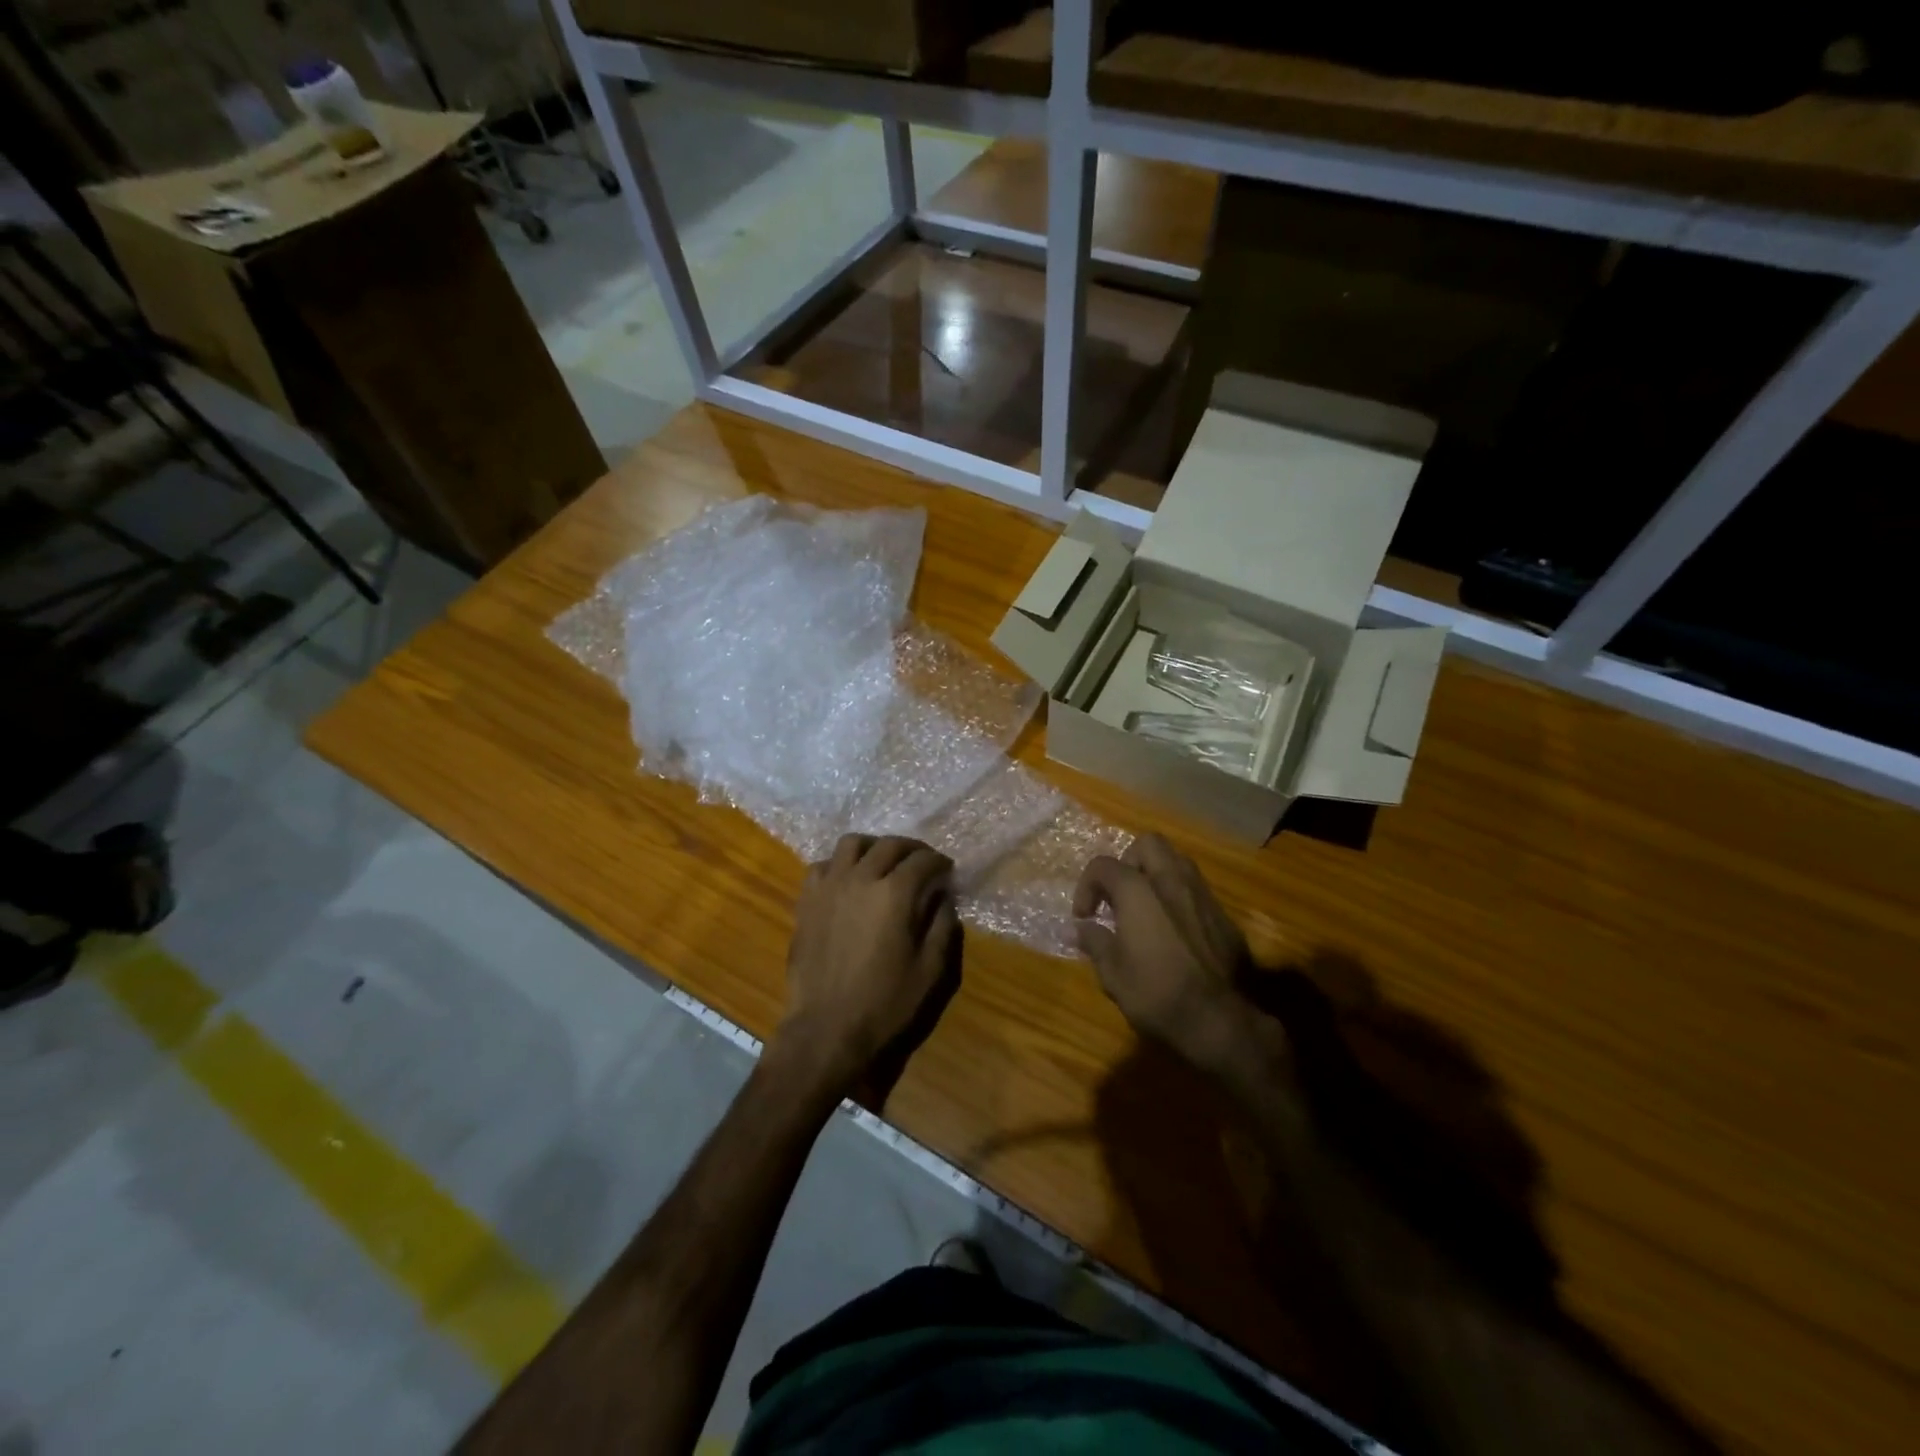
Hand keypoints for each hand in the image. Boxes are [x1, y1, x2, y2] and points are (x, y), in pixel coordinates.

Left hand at [773, 834, 961, 1104]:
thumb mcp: (931, 970)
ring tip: (883, 862)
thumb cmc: (886, 1004)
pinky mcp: (806, 901)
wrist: (827, 1031)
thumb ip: (942, 925)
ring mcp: (828, 887)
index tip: (947, 870)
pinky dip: (839, 865)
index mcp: (895, 893)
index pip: (923, 860)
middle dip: (911, 849)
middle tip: (922, 862)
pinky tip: (848, 881)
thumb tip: (943, 897)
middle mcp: (860, 878)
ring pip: (851, 844)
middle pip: (889, 845)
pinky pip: (822, 866)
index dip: (939, 861)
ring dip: (873, 847)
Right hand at [1073, 834, 1266, 1076]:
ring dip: (1156, 875)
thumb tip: (1080, 928)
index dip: (1086, 887)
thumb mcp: (1112, 973)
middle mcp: (1172, 881)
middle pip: (1148, 844)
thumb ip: (1095, 941)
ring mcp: (1203, 896)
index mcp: (1138, 890)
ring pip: (1177, 861)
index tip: (1085, 917)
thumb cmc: (1156, 994)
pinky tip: (1173, 931)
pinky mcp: (1224, 917)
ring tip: (1144, 907)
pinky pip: (1196, 890)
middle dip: (1128, 861)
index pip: (1103, 866)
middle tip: (1119, 895)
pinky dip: (1178, 898)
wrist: (1220, 1021)